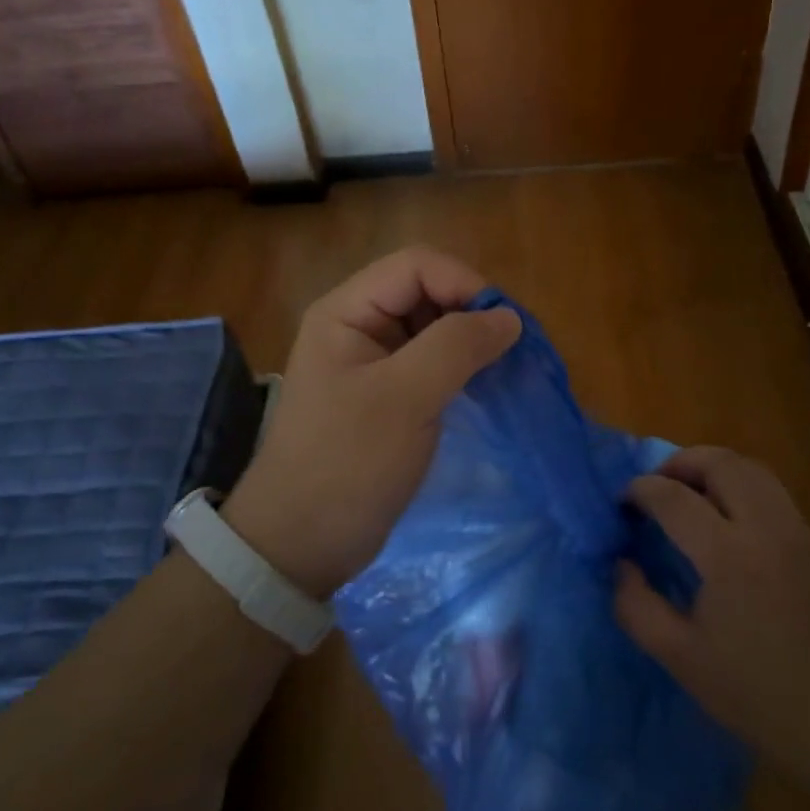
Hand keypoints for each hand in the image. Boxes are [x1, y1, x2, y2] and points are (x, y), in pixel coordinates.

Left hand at [221, 248, 521, 599]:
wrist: (300, 545)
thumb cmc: (348, 464)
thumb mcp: (405, 399)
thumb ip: (457, 347)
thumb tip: (509, 318)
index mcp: (346, 312)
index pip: (416, 265)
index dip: (464, 284)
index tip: (503, 327)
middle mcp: (356, 326)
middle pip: (425, 291)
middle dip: (469, 313)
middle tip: (506, 352)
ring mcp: (370, 362)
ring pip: (431, 328)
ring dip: (468, 342)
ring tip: (500, 371)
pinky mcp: (385, 395)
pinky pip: (429, 363)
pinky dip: (459, 368)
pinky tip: (481, 389)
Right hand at [615, 447, 809, 773]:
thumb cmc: (755, 694)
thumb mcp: (679, 657)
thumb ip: (636, 605)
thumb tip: (622, 564)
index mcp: (727, 556)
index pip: (673, 497)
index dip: (640, 490)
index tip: (622, 502)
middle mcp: (766, 528)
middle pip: (721, 463)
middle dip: (680, 462)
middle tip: (657, 486)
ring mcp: (798, 532)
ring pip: (753, 469)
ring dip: (714, 469)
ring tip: (690, 494)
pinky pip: (773, 494)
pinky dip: (742, 489)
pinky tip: (729, 524)